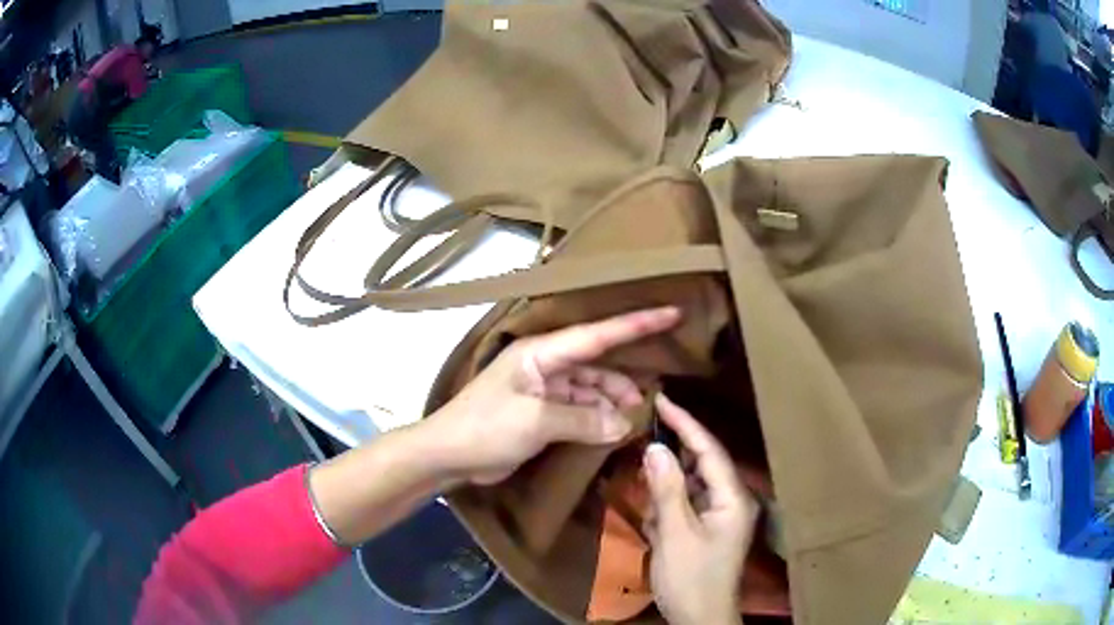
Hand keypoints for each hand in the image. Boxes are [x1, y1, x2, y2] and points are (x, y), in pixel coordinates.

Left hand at [425, 306, 680, 485]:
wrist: (448, 454)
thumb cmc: (486, 428)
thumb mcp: (537, 422)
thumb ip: (584, 420)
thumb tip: (623, 424)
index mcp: (540, 353)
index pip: (596, 334)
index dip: (636, 323)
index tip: (672, 313)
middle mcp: (544, 364)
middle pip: (595, 363)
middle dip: (623, 378)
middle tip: (651, 396)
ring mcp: (542, 388)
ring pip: (588, 388)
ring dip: (609, 402)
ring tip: (632, 418)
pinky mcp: (540, 412)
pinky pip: (577, 408)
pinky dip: (594, 417)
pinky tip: (610, 429)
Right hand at [644, 394, 757, 624]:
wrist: (699, 618)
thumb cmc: (691, 578)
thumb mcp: (675, 534)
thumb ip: (667, 489)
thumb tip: (655, 448)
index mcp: (733, 498)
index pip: (709, 451)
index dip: (686, 423)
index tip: (662, 400)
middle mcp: (731, 501)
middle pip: (701, 465)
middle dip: (672, 455)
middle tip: (644, 433)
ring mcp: (720, 516)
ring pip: (690, 485)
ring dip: (666, 485)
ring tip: (643, 478)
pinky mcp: (707, 529)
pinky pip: (686, 505)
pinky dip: (667, 506)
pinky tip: (653, 514)